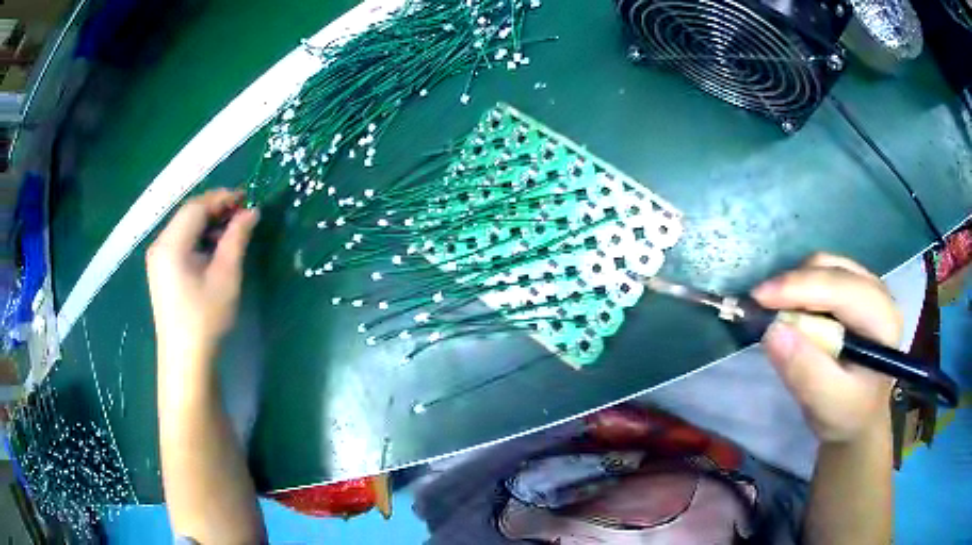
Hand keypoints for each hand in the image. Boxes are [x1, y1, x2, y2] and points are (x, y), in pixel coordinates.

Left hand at [147, 189, 259, 361]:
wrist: (186, 359)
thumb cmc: (205, 318)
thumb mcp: (226, 275)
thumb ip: (237, 238)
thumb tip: (252, 212)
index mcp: (171, 243)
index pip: (197, 206)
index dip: (222, 198)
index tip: (247, 199)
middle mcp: (159, 245)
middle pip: (188, 214)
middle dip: (216, 210)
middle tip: (243, 215)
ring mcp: (158, 258)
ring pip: (185, 227)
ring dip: (208, 224)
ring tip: (232, 233)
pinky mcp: (161, 270)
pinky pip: (181, 243)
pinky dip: (199, 239)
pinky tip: (214, 250)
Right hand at [752, 253, 900, 443]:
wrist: (858, 418)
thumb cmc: (847, 415)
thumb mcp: (826, 404)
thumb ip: (805, 371)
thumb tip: (772, 331)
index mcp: (883, 321)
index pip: (842, 289)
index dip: (800, 287)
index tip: (758, 299)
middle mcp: (879, 293)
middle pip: (832, 269)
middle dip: (794, 284)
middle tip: (760, 308)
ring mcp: (867, 287)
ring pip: (825, 266)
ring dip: (796, 285)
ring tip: (775, 312)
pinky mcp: (854, 290)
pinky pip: (823, 273)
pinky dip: (801, 287)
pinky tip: (792, 311)